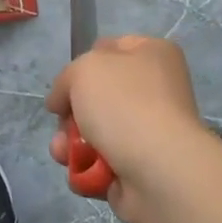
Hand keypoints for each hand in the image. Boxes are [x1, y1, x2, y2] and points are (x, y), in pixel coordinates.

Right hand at [46, 36, 220, 222]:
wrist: (159, 171)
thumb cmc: (125, 105)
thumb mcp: (84, 70)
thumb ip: (66, 78)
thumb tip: (61, 102)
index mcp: (153, 55)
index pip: (109, 49)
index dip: (82, 64)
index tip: (66, 84)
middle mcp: (156, 90)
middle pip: (97, 96)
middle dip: (71, 113)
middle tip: (63, 124)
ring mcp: (150, 131)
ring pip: (95, 132)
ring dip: (72, 144)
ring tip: (63, 154)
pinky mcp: (142, 168)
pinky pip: (103, 164)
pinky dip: (87, 169)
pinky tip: (80, 173)